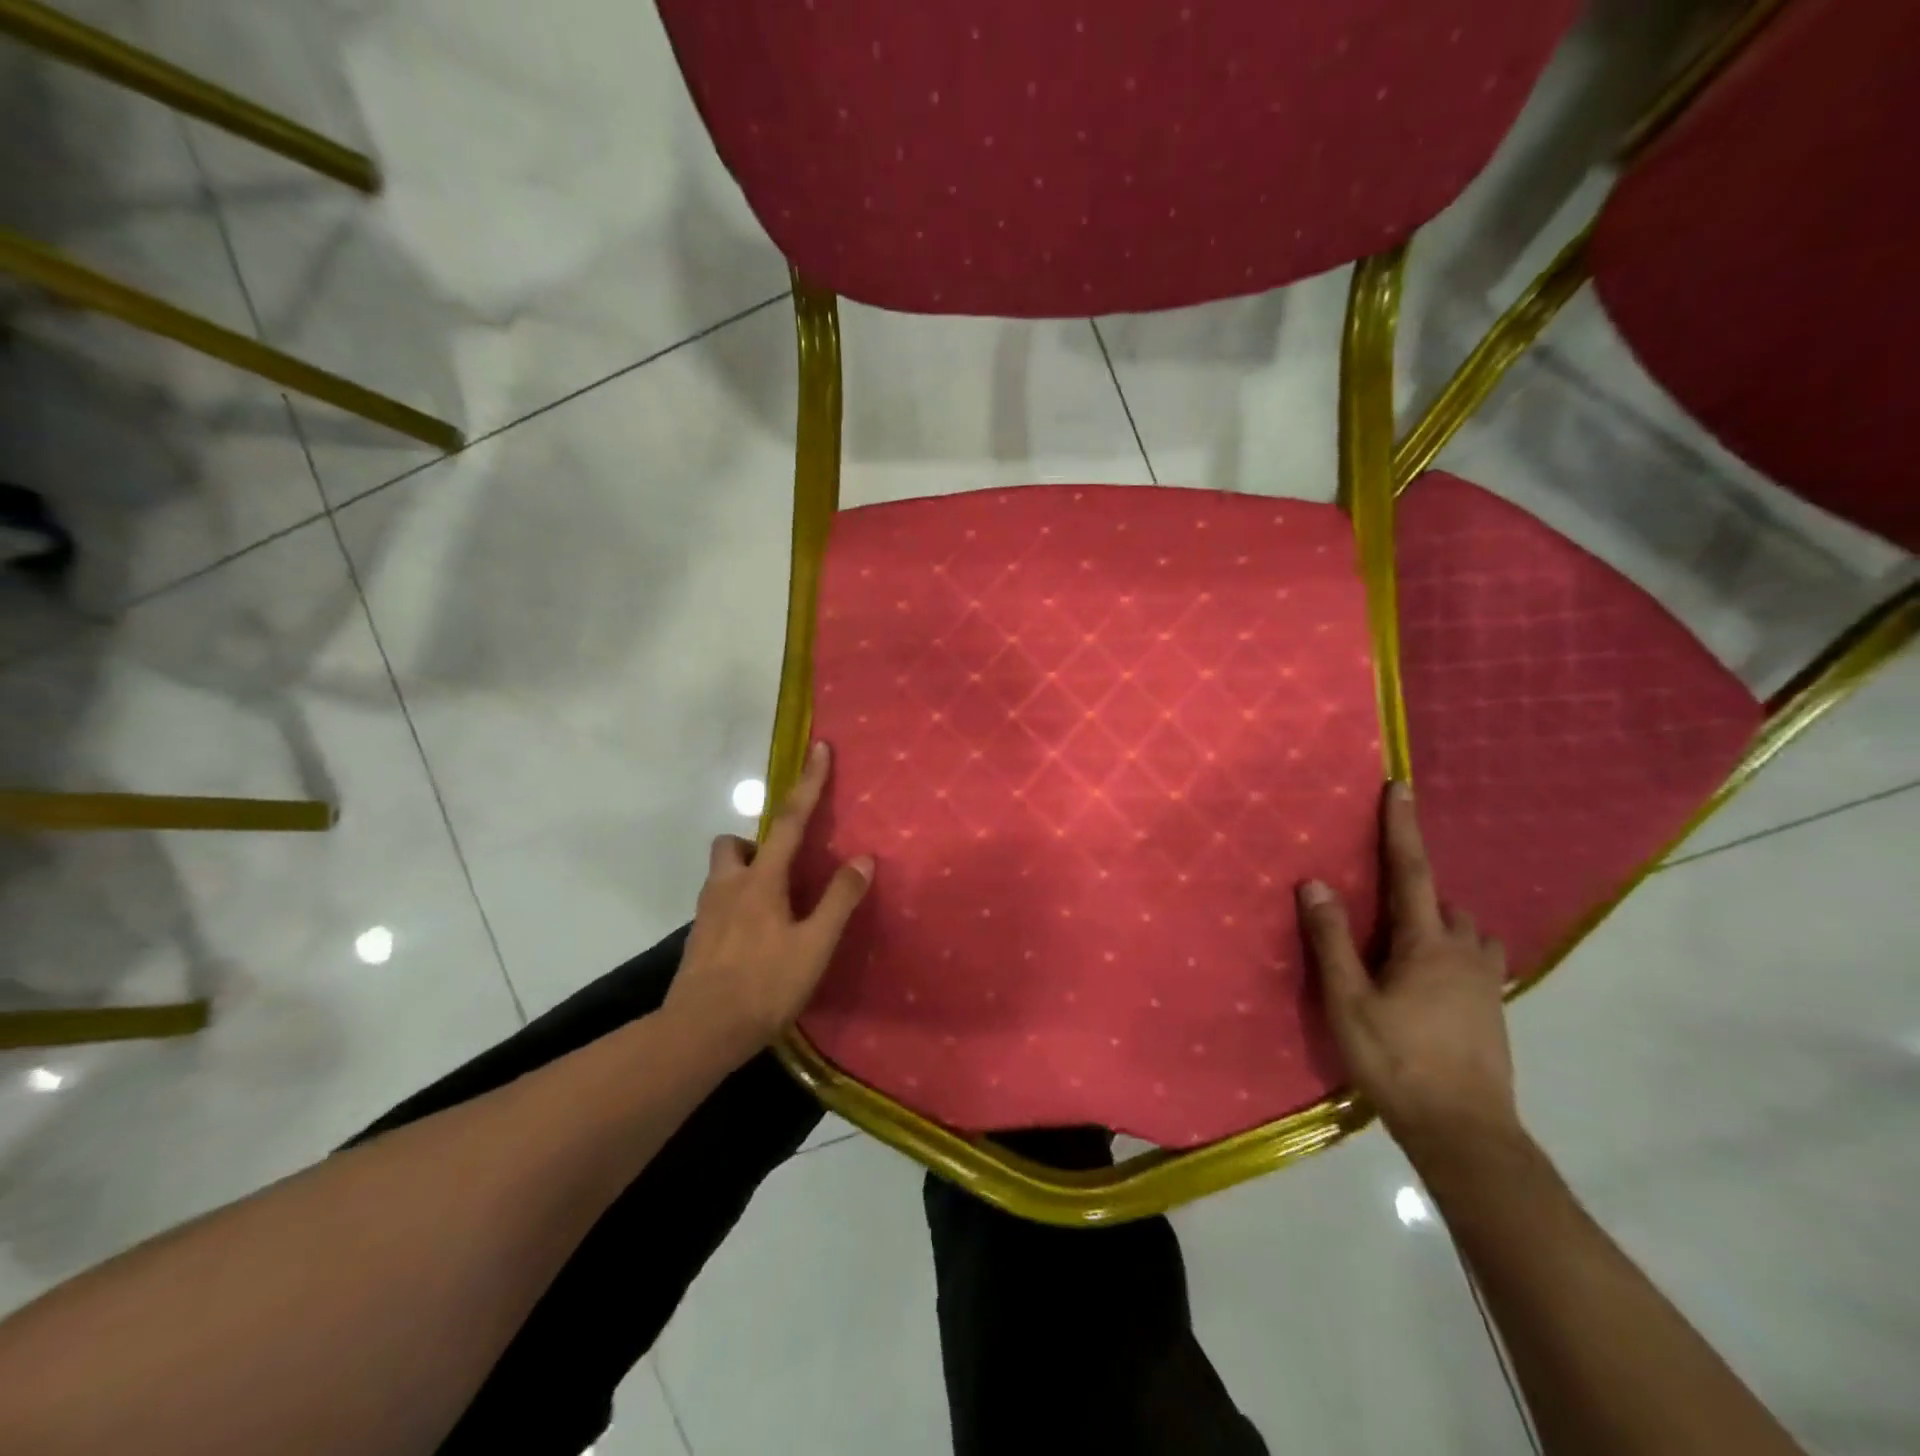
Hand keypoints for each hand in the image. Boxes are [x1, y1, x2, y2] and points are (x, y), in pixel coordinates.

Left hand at [665, 742, 873, 1066]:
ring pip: (722, 873)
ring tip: (776, 905)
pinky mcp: (698, 938)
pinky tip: (756, 937)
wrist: (700, 1033)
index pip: (790, 820)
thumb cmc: (764, 986)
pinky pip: (719, 903)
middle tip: (783, 866)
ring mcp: (706, 913)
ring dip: (746, 873)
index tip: (818, 748)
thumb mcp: (814, 946)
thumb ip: (839, 900)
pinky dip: (738, 904)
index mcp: (760, 880)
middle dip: (755, 841)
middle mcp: (727, 886)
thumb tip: (863, 858)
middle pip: (732, 843)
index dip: (808, 783)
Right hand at [1297, 781, 1517, 1162]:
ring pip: (1468, 932)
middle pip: (1443, 902)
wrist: (1465, 1132)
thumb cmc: (1397, 1060)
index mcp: (1427, 944)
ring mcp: (1486, 983)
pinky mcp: (1494, 1010)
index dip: (1402, 827)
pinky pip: (1477, 959)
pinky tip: (1432, 980)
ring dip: (1441, 922)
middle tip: (1382, 907)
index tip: (1401, 788)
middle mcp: (1465, 953)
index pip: (1410, 871)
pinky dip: (1455, 952)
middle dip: (1417, 891)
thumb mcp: (1348, 1000)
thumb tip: (1315, 883)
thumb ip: (1331, 940)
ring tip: (1408, 940)